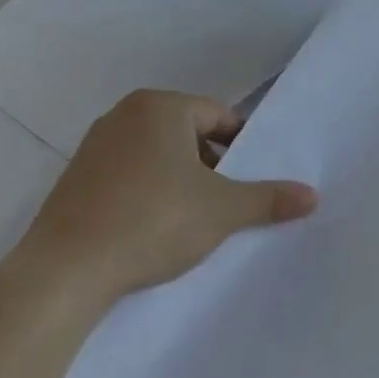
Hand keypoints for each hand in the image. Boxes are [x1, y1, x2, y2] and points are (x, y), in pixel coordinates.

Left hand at [19, 90, 316, 298]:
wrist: (64, 271)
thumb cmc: (154, 221)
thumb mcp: (223, 210)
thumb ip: (269, 198)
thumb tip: (314, 196)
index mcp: (160, 106)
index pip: (219, 116)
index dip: (243, 147)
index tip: (252, 180)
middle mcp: (124, 115)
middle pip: (188, 134)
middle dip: (212, 165)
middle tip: (227, 202)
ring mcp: (93, 146)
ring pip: (157, 156)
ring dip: (181, 181)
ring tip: (193, 219)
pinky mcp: (74, 179)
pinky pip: (128, 175)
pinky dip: (148, 193)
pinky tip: (154, 229)